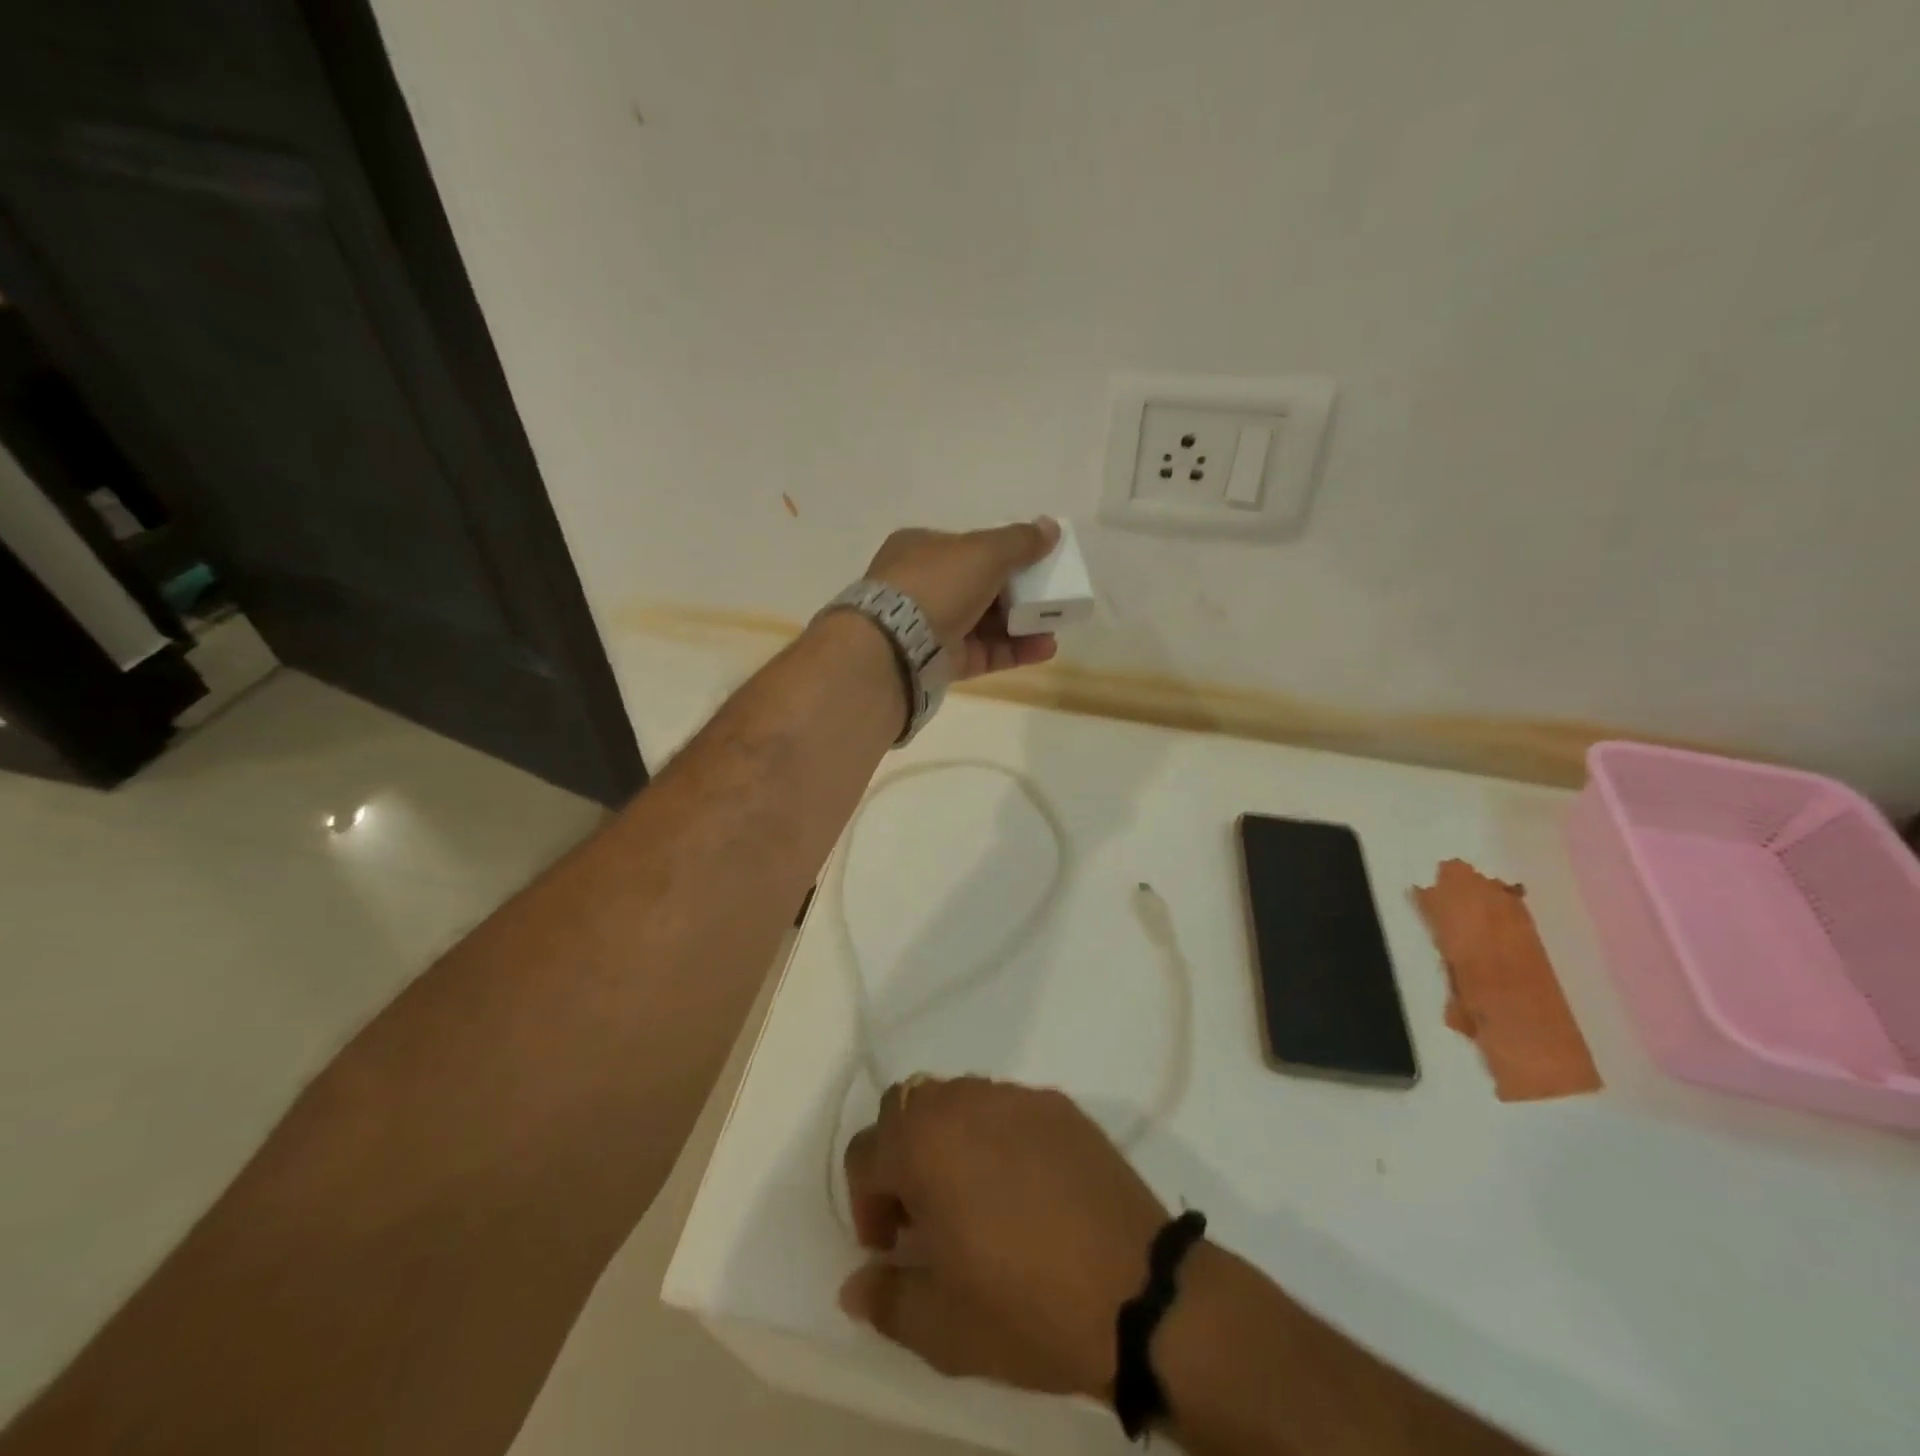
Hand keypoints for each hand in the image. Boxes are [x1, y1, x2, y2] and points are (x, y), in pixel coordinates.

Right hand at [839, 1077, 1168, 1398]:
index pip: (865, 1151)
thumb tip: (856, 1285)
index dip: (866, 1202)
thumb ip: (887, 1299)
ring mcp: (1016, 1096)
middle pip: (906, 1108)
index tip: (891, 1246)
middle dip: (900, 1156)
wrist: (1138, 1290)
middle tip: (924, 1213)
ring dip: (946, 1138)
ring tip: (971, 1195)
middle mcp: (964, 1102)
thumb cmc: (1028, 1307)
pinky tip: (1022, 1185)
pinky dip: (994, 1134)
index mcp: (925, 1144)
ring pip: (956, 1098)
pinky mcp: (1058, 1104)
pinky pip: (1005, 1106)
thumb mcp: (943, 1329)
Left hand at [865, 519, 1060, 679]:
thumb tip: (1051, 528)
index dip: (1003, 553)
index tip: (1034, 562)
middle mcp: (923, 587)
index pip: (968, 547)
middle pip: (980, 587)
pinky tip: (1044, 649)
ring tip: (1053, 628)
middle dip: (1018, 593)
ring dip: (1021, 624)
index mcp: (921, 549)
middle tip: (1050, 597)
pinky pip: (984, 653)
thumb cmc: (938, 584)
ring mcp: (930, 628)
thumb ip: (1020, 541)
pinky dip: (1014, 651)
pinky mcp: (941, 662)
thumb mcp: (984, 551)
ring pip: (984, 624)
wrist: (897, 645)